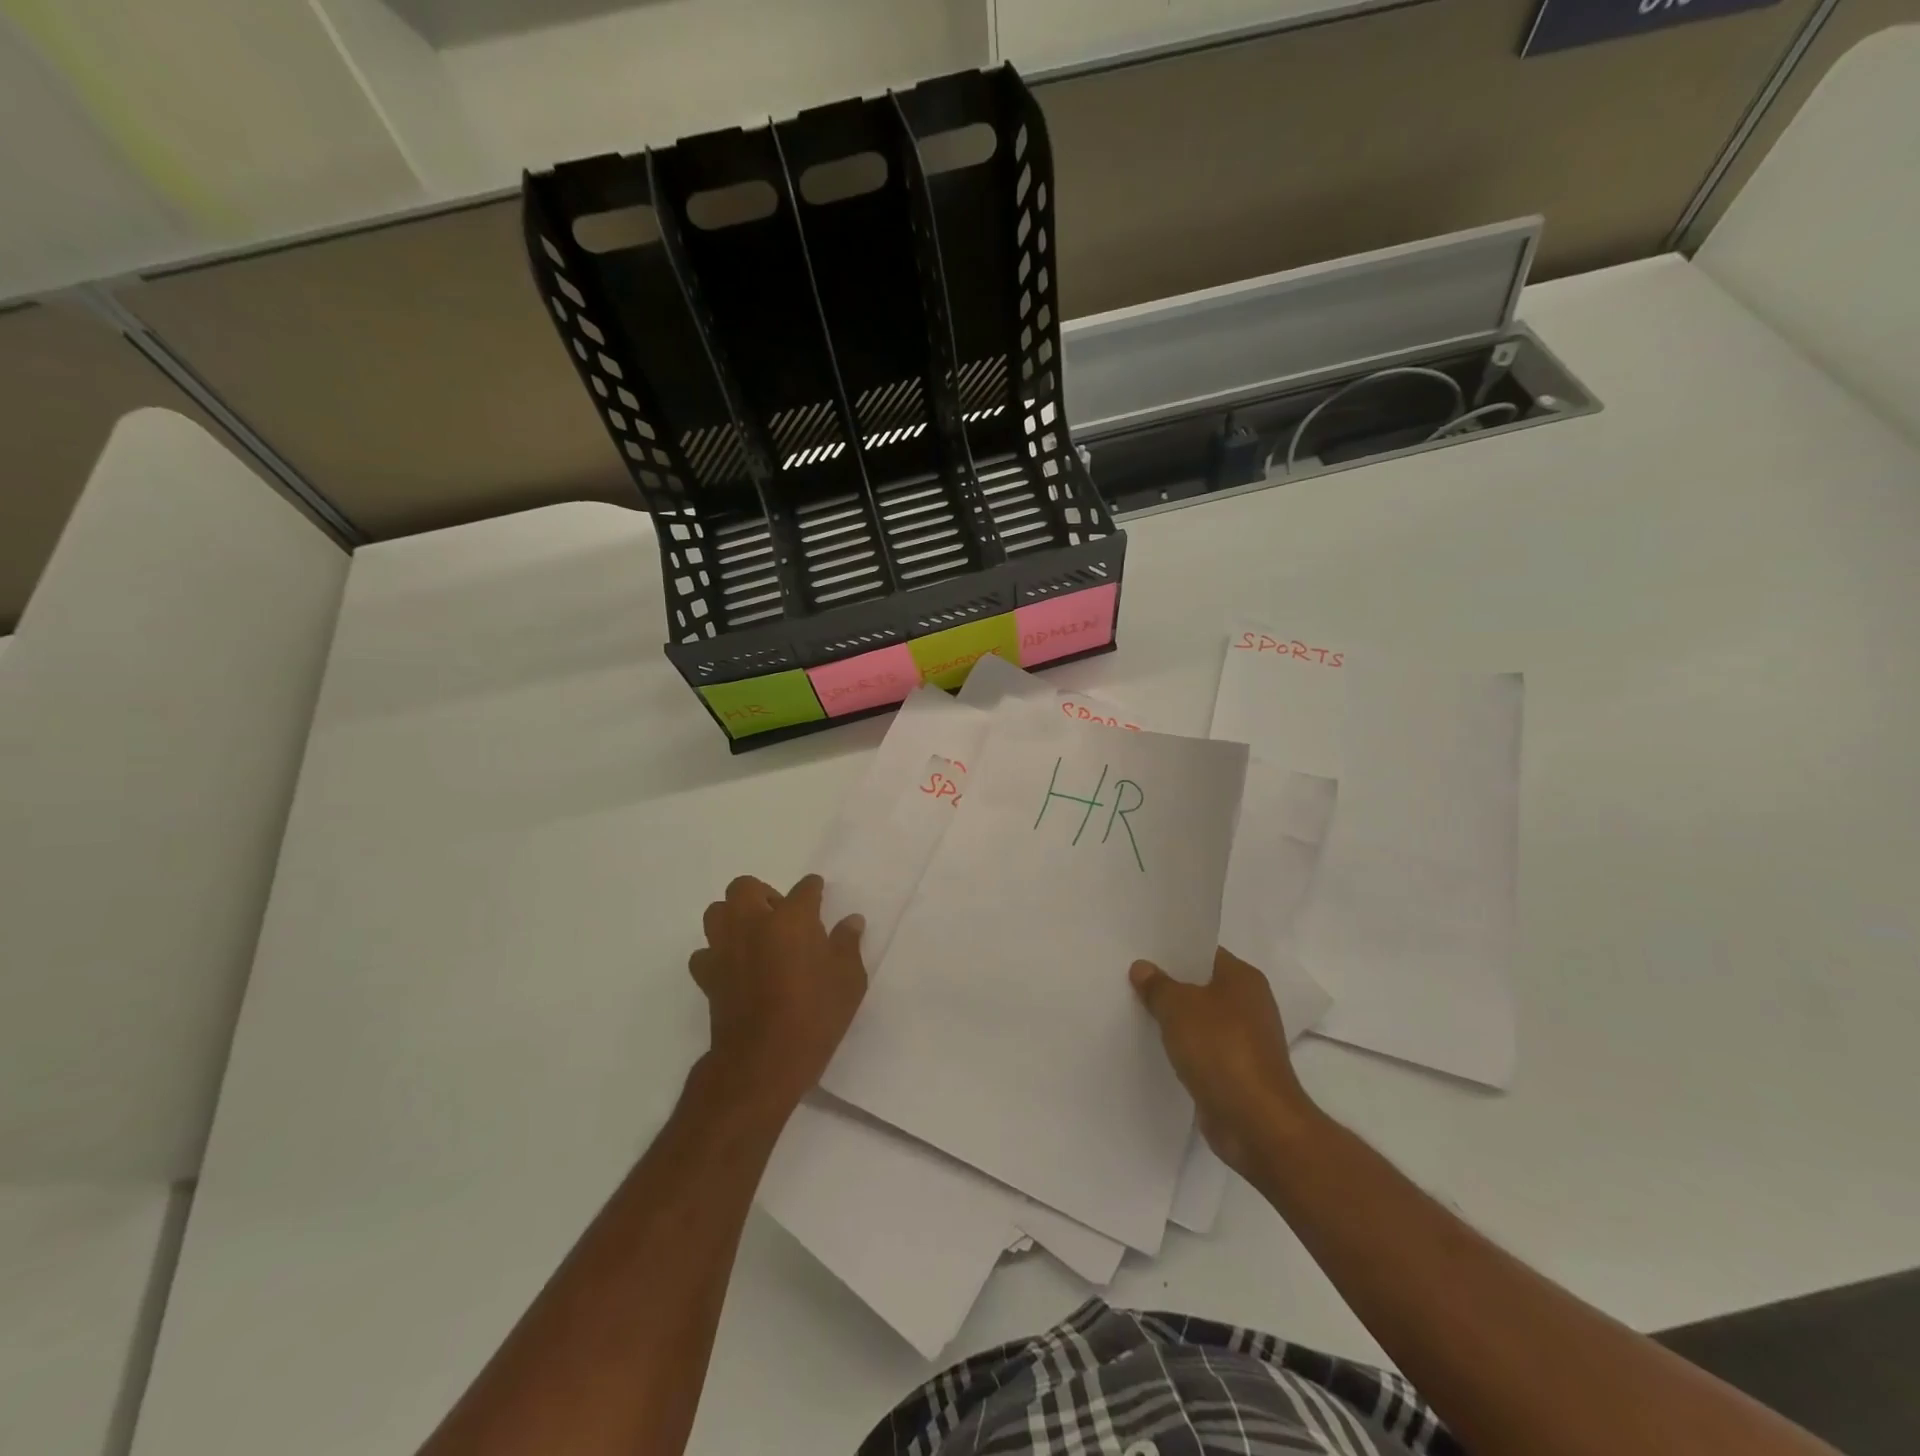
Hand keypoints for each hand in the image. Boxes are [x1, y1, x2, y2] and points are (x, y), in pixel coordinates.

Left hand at [688, 874, 866, 1115]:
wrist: (763, 1062)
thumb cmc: (815, 1016)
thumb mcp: (849, 980)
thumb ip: (847, 944)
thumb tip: (851, 921)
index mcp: (792, 918)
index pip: (805, 889)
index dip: (813, 889)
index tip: (818, 895)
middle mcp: (753, 923)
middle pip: (745, 887)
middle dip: (763, 894)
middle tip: (782, 916)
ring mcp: (725, 948)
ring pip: (717, 912)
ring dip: (734, 916)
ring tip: (754, 936)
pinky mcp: (707, 976)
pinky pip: (705, 952)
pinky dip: (717, 954)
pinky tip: (734, 968)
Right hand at [1130, 947, 1318, 1175]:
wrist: (1257, 1124)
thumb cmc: (1221, 1050)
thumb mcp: (1178, 1008)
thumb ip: (1158, 986)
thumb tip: (1142, 968)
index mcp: (1243, 979)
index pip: (1203, 952)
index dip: (1172, 950)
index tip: (1140, 950)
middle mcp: (1249, 1004)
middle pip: (1200, 985)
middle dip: (1168, 984)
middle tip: (1129, 978)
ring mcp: (1244, 1040)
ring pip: (1199, 1019)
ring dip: (1173, 1020)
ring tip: (1134, 1010)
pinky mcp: (1236, 1072)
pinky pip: (1202, 1050)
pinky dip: (1182, 1048)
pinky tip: (1153, 1047)